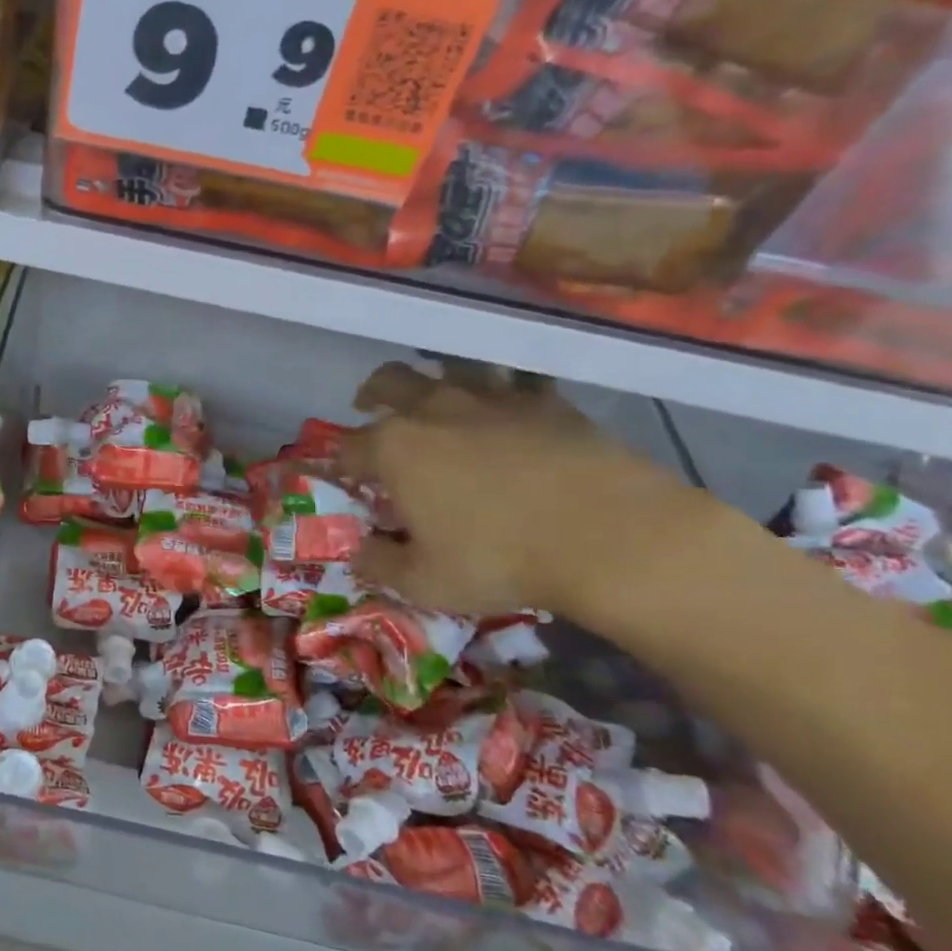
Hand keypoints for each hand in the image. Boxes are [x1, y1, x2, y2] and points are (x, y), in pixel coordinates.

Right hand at [337, 362, 702, 618]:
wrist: (613, 536)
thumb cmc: (500, 559)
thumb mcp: (423, 582)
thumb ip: (379, 564)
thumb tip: (358, 551)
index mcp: (394, 448)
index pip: (346, 446)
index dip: (338, 462)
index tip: (343, 477)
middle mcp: (434, 408)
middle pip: (389, 382)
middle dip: (372, 395)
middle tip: (372, 409)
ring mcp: (493, 398)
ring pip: (450, 368)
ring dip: (435, 381)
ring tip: (439, 402)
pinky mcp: (548, 401)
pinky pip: (514, 383)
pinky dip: (501, 392)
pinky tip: (508, 413)